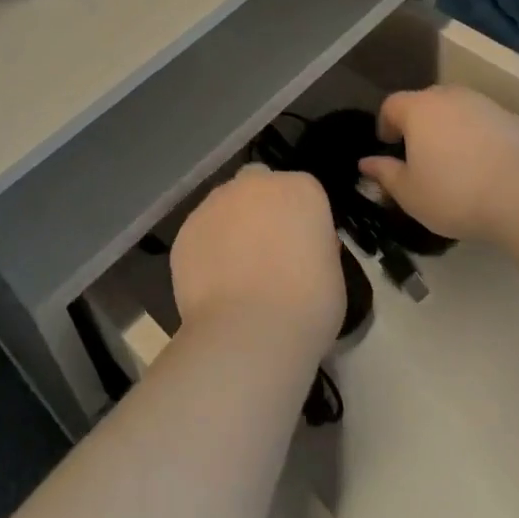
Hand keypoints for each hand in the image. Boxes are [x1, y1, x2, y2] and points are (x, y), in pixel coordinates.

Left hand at [171, 166, 344, 349]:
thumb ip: (316, 247)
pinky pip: (201, 233)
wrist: (250, 332)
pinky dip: (206, 250)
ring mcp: (215, 203)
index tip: (302, 248)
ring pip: (224, 205)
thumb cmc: (307, 306)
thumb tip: (300, 247)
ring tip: (235, 271)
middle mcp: (255, 184)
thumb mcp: (332, 274)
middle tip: (266, 250)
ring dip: (231, 226)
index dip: (301, 218)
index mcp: (300, 189)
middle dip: (260, 207)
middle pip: (258, 184)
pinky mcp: (186, 228)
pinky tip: (214, 284)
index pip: (302, 191)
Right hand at [361, 87, 518, 242]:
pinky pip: (489, 125)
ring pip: (460, 111)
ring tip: (457, 163)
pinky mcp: (517, 121)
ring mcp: (487, 106)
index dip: (385, 123)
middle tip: (421, 154)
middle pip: (426, 103)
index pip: (391, 104)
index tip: (389, 146)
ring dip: (453, 130)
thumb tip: (366, 163)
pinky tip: (489, 169)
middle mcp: (451, 97)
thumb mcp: (410, 194)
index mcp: (419, 109)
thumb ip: (385, 174)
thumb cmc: (456, 194)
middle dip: (419, 123)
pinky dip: (482, 139)